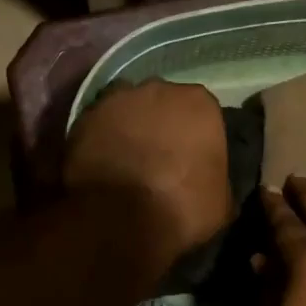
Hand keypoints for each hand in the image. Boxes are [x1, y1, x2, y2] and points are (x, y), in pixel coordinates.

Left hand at [65, 79, 231, 271]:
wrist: (121, 217)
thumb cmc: (182, 206)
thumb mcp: (221, 201)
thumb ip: (218, 177)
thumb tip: (210, 181)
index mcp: (199, 103)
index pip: (202, 112)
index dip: (195, 135)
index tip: (191, 158)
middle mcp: (159, 88)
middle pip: (162, 102)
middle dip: (161, 124)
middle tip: (158, 157)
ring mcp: (117, 99)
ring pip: (127, 108)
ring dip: (129, 127)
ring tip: (126, 159)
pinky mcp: (84, 116)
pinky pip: (98, 124)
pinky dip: (101, 138)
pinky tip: (102, 161)